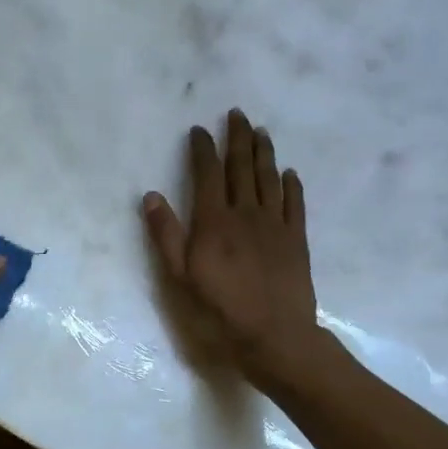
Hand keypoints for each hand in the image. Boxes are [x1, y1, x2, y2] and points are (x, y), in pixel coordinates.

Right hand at [142, 110, 321, 388]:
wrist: (275, 334)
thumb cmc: (220, 309)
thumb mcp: (180, 276)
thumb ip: (166, 234)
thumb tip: (151, 196)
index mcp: (214, 221)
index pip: (207, 174)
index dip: (202, 149)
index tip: (199, 129)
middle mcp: (246, 213)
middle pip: (242, 167)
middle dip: (237, 138)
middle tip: (237, 114)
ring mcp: (274, 224)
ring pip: (269, 178)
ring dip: (264, 152)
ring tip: (261, 131)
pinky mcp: (296, 239)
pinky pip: (294, 203)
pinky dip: (291, 184)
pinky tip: (289, 173)